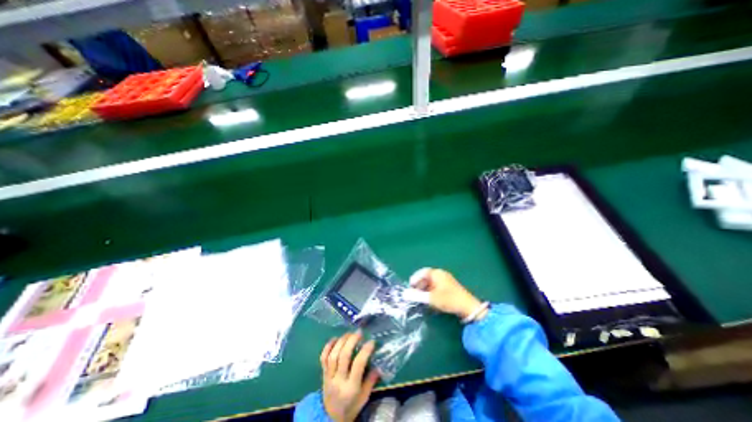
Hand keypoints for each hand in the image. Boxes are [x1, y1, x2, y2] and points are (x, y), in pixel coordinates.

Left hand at [320, 333, 382, 421]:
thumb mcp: (364, 398)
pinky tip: (336, 338)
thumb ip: (371, 381)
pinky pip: (323, 357)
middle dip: (351, 341)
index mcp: (351, 387)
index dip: (365, 351)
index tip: (371, 341)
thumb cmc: (350, 407)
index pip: (358, 365)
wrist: (330, 419)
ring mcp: (329, 376)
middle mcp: (339, 380)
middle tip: (359, 332)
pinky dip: (328, 346)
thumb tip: (379, 366)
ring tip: (349, 333)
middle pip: (343, 356)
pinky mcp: (322, 374)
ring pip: (333, 355)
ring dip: (341, 341)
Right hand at [408, 267, 483, 318]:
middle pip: (426, 277)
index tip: (410, 287)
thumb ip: (417, 296)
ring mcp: (446, 281)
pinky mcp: (450, 288)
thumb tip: (404, 294)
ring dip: (425, 290)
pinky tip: (431, 301)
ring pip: (432, 284)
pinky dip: (431, 293)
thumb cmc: (449, 299)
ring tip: (422, 299)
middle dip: (419, 286)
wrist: (468, 308)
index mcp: (437, 273)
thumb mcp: (431, 298)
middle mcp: (441, 275)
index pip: (422, 272)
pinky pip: (437, 288)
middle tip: (415, 294)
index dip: (415, 278)